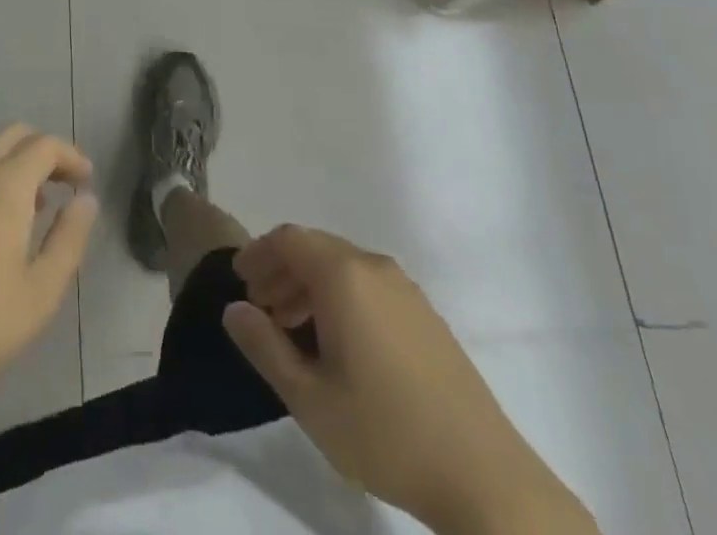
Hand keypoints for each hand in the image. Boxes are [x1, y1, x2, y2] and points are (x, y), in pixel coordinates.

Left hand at [0, 124, 98, 427]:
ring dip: (16, 167)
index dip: (71, 156)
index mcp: (3, 187)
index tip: (87, 181)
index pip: (44, 145)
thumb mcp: (41, 293)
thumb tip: (85, 200)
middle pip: (13, 136)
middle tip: (65, 186)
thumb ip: (69, 239)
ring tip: (35, 210)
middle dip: (44, 151)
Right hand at [224, 226, 596, 534]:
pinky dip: (340, 297)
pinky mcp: (425, 314)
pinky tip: (336, 342)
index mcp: (344, 275)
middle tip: (260, 307)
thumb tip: (234, 309)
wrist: (483, 476)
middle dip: (282, 270)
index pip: (289, 239)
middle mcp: (374, 266)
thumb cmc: (385, 432)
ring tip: (291, 328)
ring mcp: (405, 288)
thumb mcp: (309, 398)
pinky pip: (369, 285)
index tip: (239, 279)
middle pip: (315, 248)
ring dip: (309, 285)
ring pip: (343, 267)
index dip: (258, 253)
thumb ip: (265, 347)